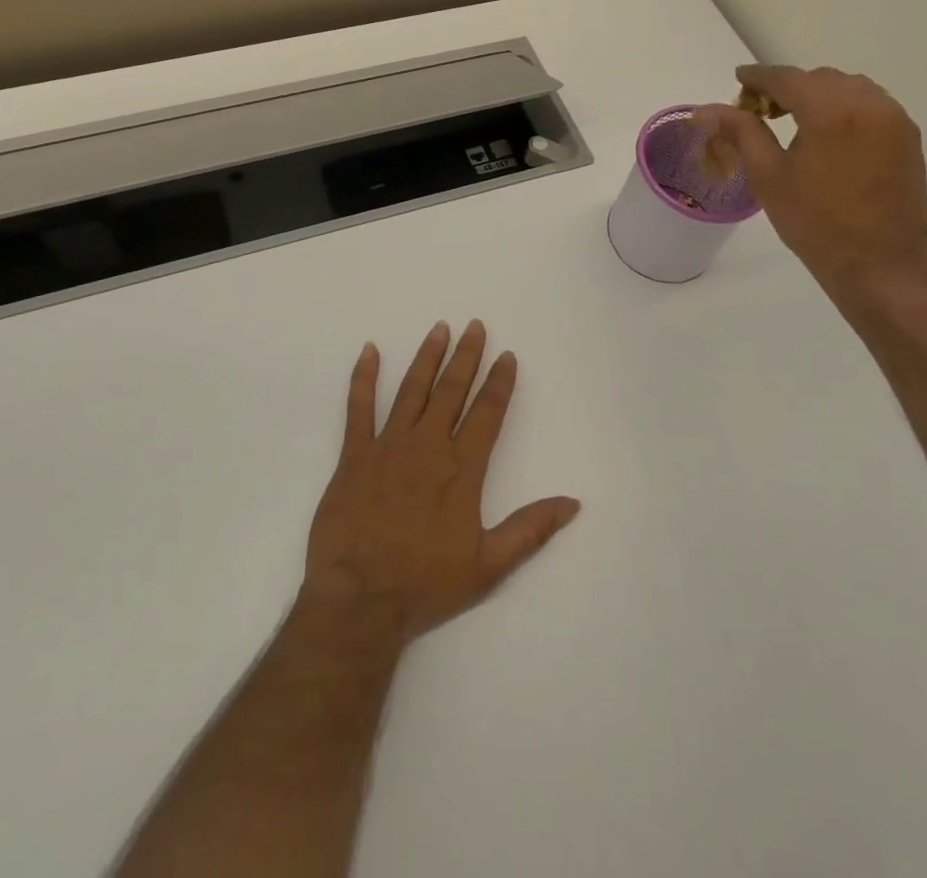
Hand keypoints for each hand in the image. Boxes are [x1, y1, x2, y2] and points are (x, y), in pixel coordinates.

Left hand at [298, 320, 580, 650]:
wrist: (360, 600)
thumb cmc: (425, 583)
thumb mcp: (489, 564)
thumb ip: (530, 529)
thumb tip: (573, 503)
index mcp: (462, 469)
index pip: (487, 413)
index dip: (499, 382)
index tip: (507, 356)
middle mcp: (428, 446)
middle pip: (452, 391)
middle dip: (466, 356)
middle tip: (475, 326)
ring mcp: (388, 446)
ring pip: (412, 390)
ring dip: (427, 357)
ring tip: (439, 329)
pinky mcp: (354, 455)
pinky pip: (359, 408)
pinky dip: (364, 378)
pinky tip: (369, 351)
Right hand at [697, 65, 926, 300]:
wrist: (878, 265)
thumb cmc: (814, 223)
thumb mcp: (768, 176)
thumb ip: (740, 132)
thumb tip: (706, 109)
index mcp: (830, 111)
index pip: (787, 78)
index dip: (759, 77)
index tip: (739, 79)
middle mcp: (868, 104)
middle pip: (820, 79)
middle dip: (789, 87)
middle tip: (762, 110)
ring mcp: (894, 119)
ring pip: (849, 88)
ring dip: (820, 95)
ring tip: (796, 120)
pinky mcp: (909, 137)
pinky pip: (872, 105)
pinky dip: (846, 107)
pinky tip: (830, 133)